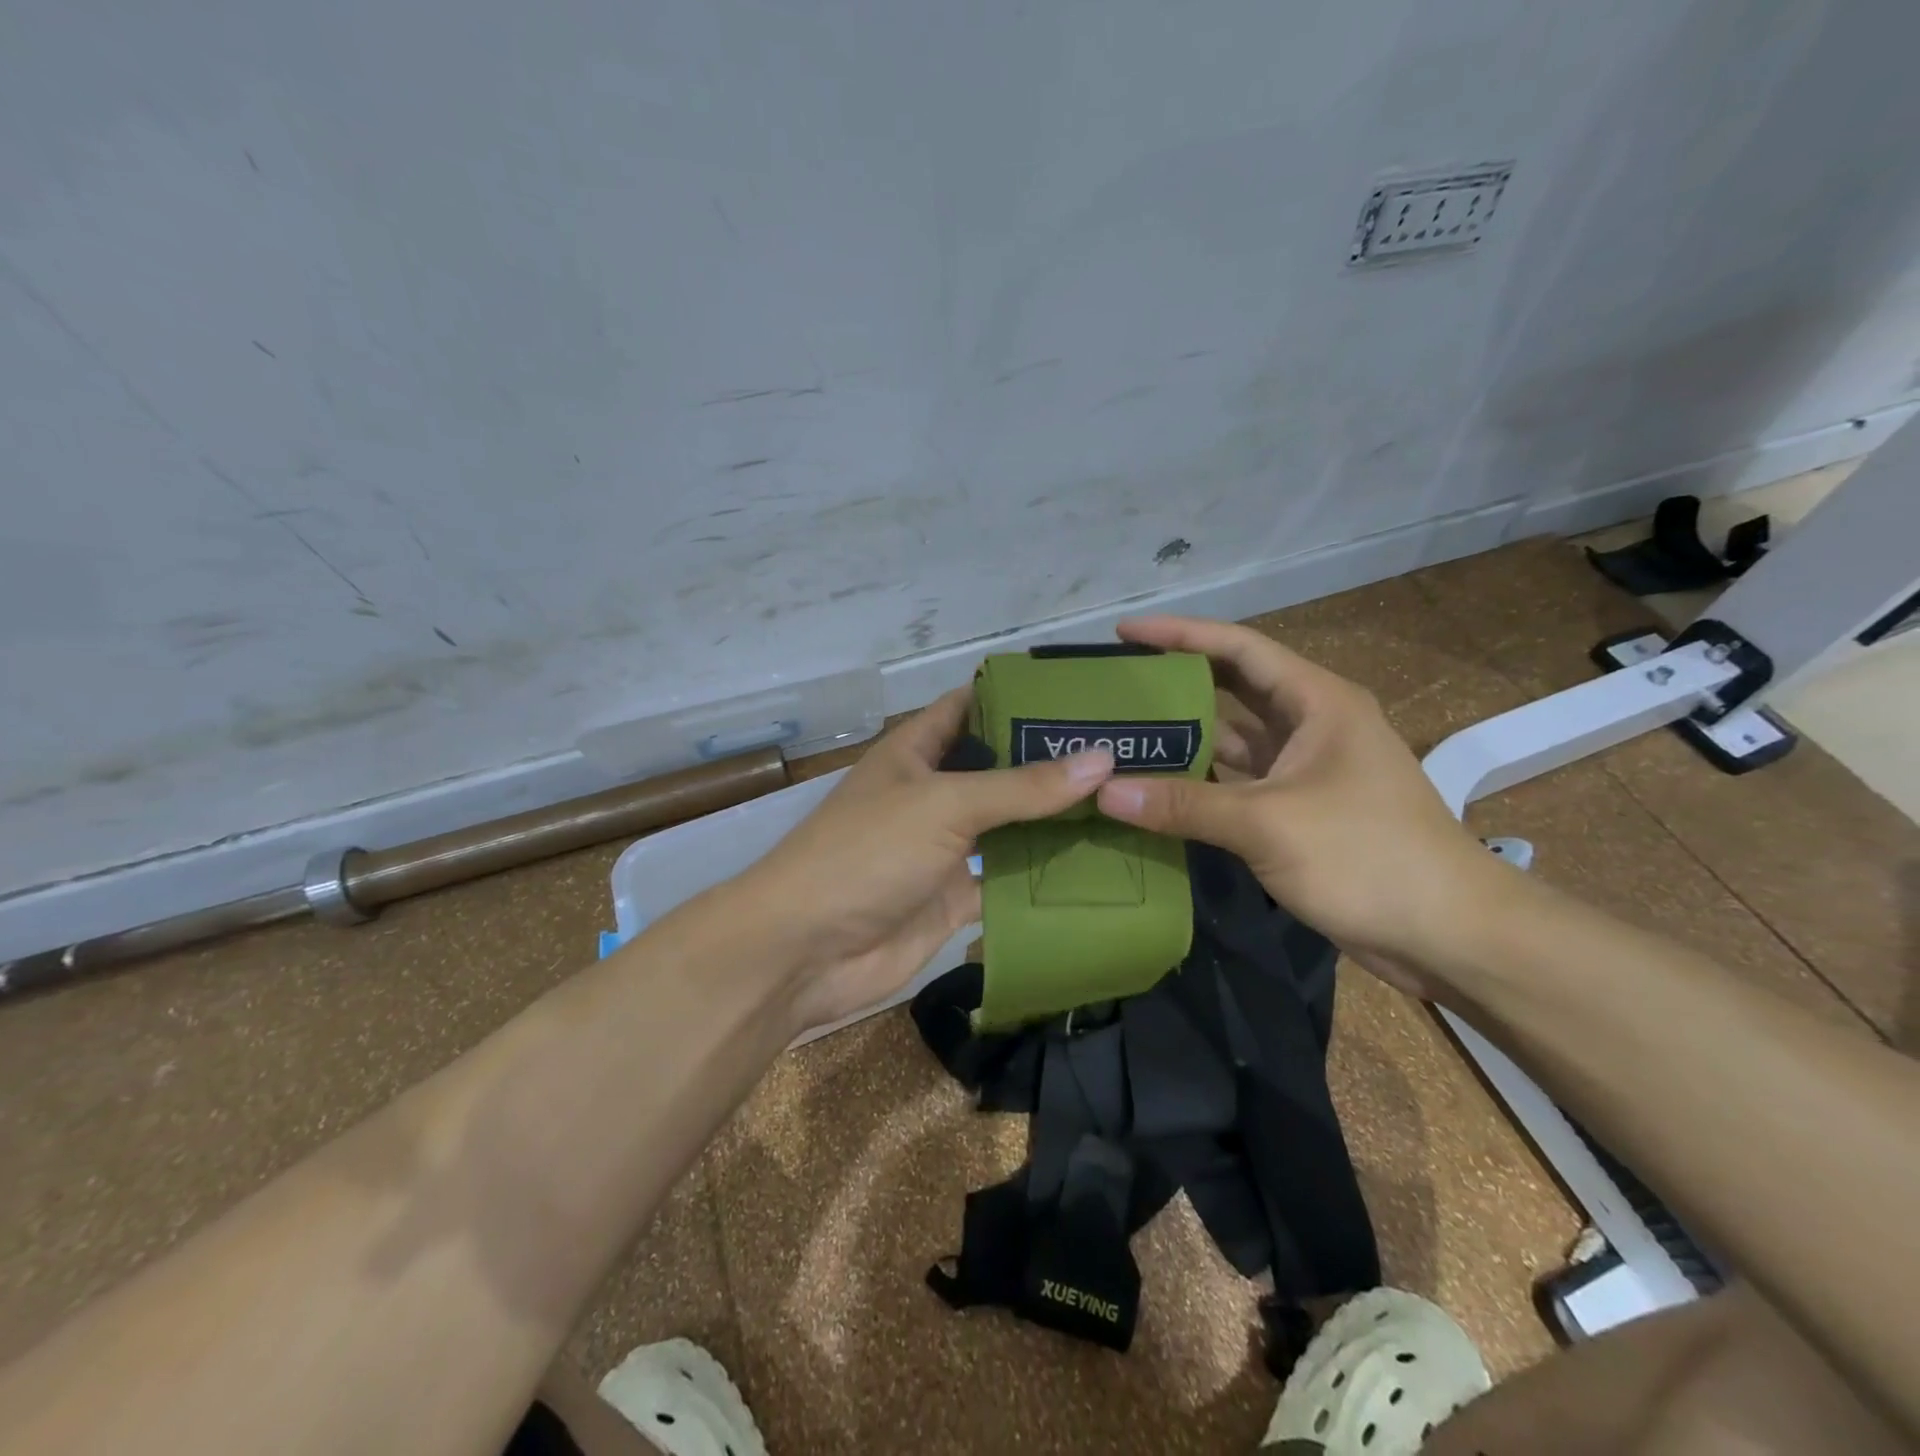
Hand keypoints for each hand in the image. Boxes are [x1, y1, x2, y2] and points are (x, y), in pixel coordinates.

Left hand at [740, 688, 1113, 1030]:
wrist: (806, 951)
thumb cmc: (867, 853)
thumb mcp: (944, 804)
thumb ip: (1022, 786)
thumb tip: (1102, 759)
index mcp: (916, 751)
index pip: (972, 705)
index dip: (1020, 695)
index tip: (1084, 691)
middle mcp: (933, 792)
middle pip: (1000, 767)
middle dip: (1052, 761)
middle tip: (1127, 751)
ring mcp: (945, 847)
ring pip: (1010, 825)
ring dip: (1055, 819)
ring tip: (1128, 802)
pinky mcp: (955, 897)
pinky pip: (1008, 879)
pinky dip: (1044, 874)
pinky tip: (1100, 864)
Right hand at [1094, 616, 1513, 995]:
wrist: (1448, 933)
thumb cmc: (1368, 856)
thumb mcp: (1268, 824)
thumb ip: (1183, 805)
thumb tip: (1103, 791)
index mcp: (1317, 701)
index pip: (1237, 647)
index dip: (1178, 634)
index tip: (1122, 633)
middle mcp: (1309, 725)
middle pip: (1230, 689)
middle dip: (1173, 684)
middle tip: (1112, 687)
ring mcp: (1303, 770)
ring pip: (1231, 740)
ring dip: (1182, 738)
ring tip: (1120, 735)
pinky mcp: (1297, 811)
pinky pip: (1235, 783)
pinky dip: (1197, 784)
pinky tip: (1153, 789)